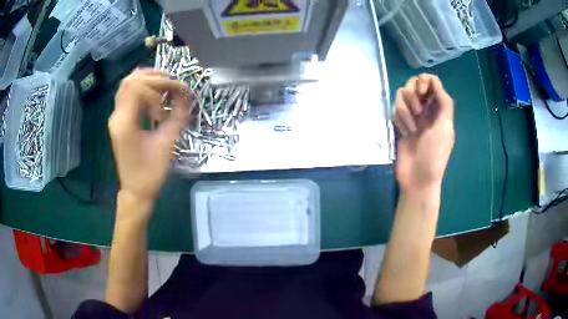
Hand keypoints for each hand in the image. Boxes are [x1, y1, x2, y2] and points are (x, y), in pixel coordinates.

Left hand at [109, 69, 190, 204]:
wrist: (136, 191)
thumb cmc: (150, 172)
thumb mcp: (167, 142)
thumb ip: (177, 115)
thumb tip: (187, 94)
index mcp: (125, 121)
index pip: (139, 86)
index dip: (162, 83)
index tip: (178, 92)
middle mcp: (116, 115)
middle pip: (130, 80)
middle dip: (154, 77)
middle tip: (172, 85)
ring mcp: (115, 117)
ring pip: (127, 85)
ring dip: (147, 81)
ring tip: (164, 87)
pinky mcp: (119, 121)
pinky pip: (127, 95)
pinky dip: (141, 90)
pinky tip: (154, 96)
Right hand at [394, 74, 454, 194]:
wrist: (417, 177)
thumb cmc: (435, 155)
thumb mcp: (445, 128)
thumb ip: (444, 102)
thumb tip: (435, 82)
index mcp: (439, 108)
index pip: (432, 81)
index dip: (424, 82)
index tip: (422, 94)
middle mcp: (426, 108)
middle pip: (414, 83)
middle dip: (413, 94)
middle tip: (417, 112)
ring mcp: (412, 115)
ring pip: (402, 94)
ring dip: (405, 109)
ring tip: (411, 129)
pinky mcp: (399, 122)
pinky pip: (395, 107)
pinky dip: (399, 117)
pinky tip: (404, 132)